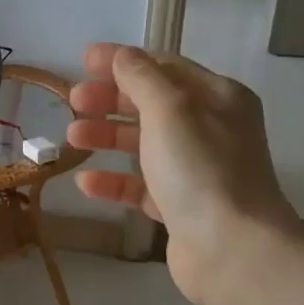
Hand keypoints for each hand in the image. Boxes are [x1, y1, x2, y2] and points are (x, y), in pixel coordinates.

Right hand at [66, 44, 303, 304]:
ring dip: (107, 137)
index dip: (123, 61)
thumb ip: (142, 79)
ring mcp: (197, 170)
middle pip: (152, 105)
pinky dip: (114, 181)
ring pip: (144, 145)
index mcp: (218, 98)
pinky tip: (85, 184)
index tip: (82, 60)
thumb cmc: (201, 170)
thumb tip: (122, 55)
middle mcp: (211, 130)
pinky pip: (142, 186)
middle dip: (111, 100)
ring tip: (72, 138)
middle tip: (73, 101)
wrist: (232, 249)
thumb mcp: (169, 111)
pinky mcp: (182, 207)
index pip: (165, 67)